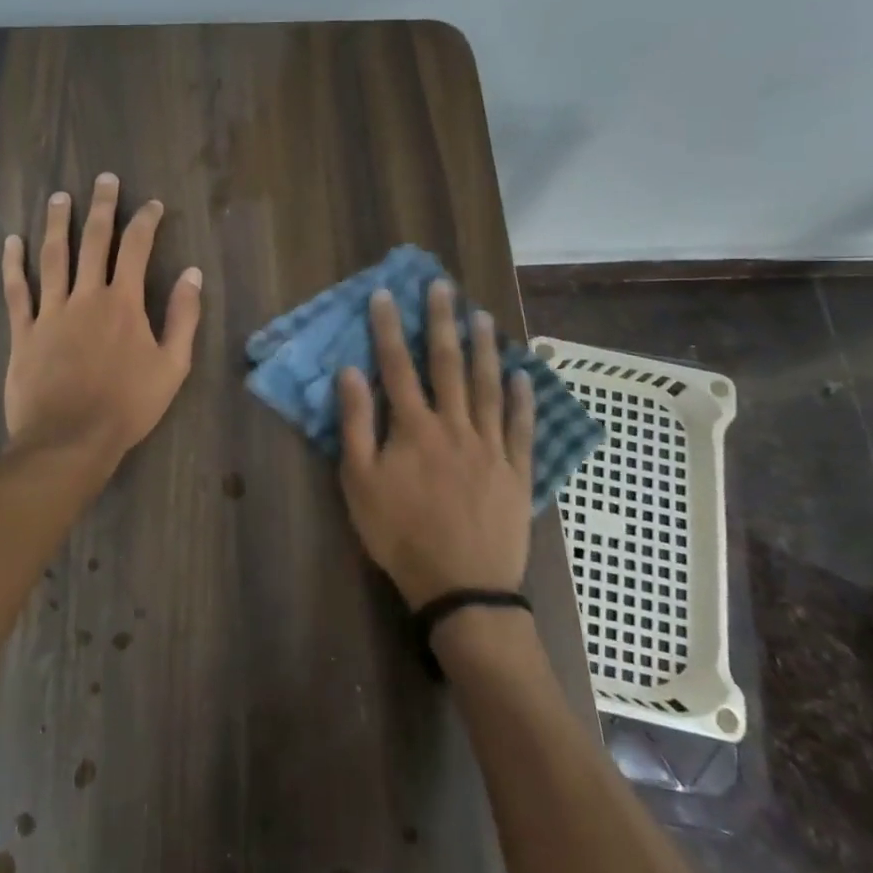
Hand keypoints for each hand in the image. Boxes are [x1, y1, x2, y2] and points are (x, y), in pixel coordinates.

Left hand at [2, 173, 202, 466]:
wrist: (70, 440)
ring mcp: (51, 312)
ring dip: (56, 224)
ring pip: (52, 257)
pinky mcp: (23, 332)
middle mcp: (86, 297)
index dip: (145, 222)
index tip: (152, 205)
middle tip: (104, 180)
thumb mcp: (172, 366)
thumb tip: (193, 274)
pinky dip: (13, 265)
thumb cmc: (128, 406)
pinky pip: (17, 291)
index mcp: (124, 303)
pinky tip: (11, 242)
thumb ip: (183, 317)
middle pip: (93, 241)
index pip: (137, 249)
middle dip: (101, 207)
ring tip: (59, 197)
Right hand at [335, 282, 535, 610]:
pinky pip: (520, 426)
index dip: (389, 328)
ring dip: (485, 348)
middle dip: (442, 322)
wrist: (461, 586)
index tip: (386, 294)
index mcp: (413, 427)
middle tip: (442, 286)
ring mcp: (490, 446)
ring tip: (482, 316)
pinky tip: (523, 375)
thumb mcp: (359, 482)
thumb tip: (350, 372)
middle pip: (447, 364)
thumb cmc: (400, 534)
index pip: (397, 366)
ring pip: (487, 386)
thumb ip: (356, 424)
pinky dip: (522, 399)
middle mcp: (454, 425)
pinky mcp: (516, 470)